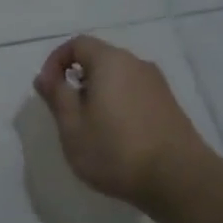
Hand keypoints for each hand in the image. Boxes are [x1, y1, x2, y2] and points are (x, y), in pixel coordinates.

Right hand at [33, 35, 213, 206]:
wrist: (177, 178)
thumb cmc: (115, 150)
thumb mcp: (72, 126)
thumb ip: (57, 96)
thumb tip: (44, 76)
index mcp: (111, 62)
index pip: (77, 44)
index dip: (55, 62)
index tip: (47, 90)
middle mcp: (137, 64)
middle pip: (99, 59)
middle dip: (76, 80)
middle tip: (66, 114)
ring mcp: (157, 84)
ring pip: (117, 78)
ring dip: (97, 95)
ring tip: (89, 129)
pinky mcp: (168, 104)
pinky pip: (133, 93)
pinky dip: (117, 105)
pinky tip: (115, 137)